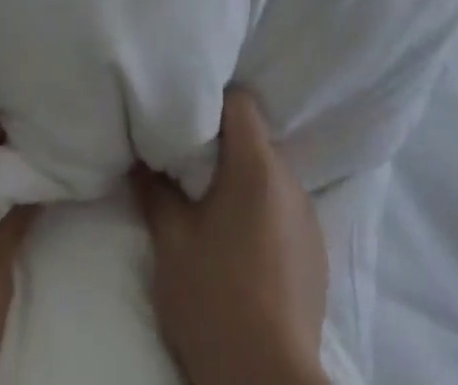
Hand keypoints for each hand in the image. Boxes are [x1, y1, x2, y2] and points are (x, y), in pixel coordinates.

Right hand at [131, 91, 328, 384]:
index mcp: (258, 164)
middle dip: (223, 146)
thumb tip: (140, 157)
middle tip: (189, 165)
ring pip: (270, 176)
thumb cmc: (215, 299)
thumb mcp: (171, 242)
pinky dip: (263, 214)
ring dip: (244, 182)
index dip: (211, 101)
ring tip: (213, 209)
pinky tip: (242, 247)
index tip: (185, 118)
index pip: (240, 101)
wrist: (268, 381)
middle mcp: (290, 180)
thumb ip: (155, 190)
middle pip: (255, 139)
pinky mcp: (316, 253)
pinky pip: (285, 211)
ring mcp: (309, 217)